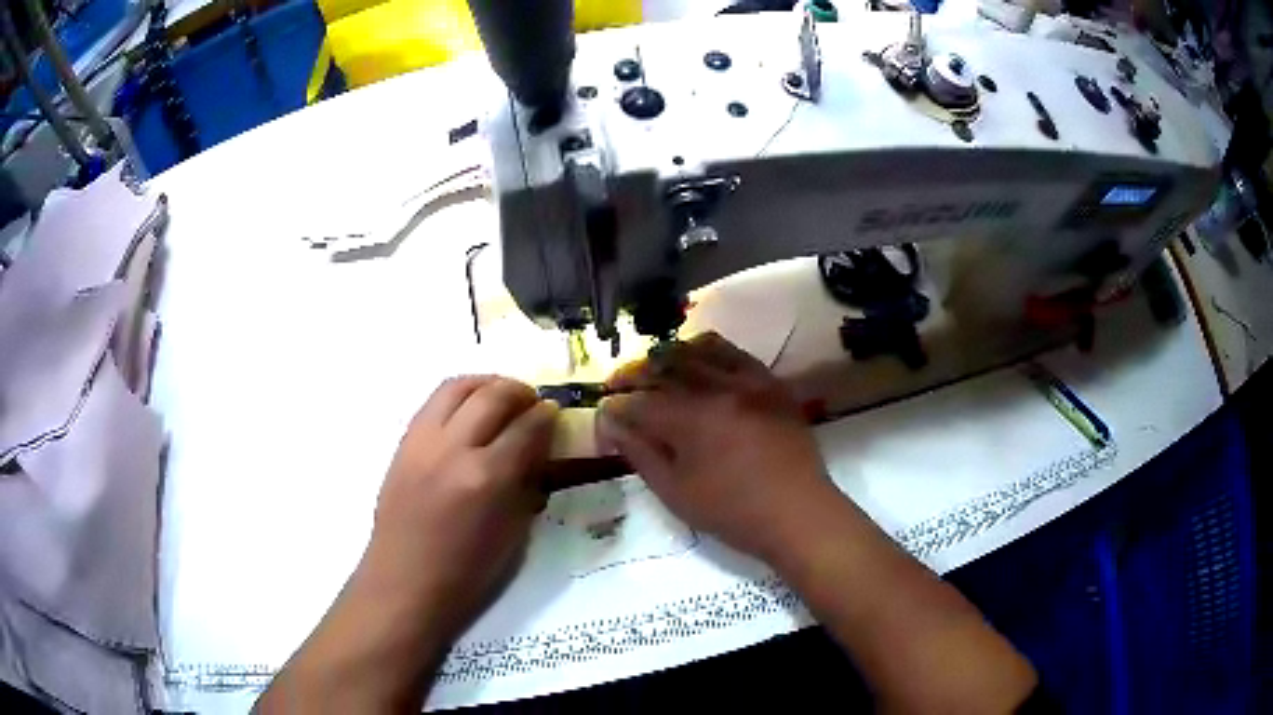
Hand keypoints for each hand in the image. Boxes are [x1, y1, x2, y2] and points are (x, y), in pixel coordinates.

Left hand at [363, 376, 558, 637]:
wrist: (406, 580)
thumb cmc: (468, 571)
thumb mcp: (514, 532)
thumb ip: (528, 483)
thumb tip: (538, 450)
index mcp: (488, 478)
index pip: (527, 427)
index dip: (547, 416)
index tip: (555, 414)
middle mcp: (454, 449)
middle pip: (493, 395)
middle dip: (520, 392)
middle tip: (532, 402)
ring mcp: (423, 442)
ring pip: (457, 387)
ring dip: (486, 384)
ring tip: (501, 395)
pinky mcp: (403, 443)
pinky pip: (434, 403)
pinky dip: (458, 396)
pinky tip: (469, 411)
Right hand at [596, 333, 837, 561]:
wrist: (798, 513)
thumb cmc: (733, 512)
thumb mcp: (676, 492)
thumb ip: (640, 452)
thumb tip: (612, 423)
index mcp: (692, 419)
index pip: (639, 402)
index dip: (615, 408)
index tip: (604, 415)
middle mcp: (718, 388)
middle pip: (665, 366)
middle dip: (635, 374)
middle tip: (620, 385)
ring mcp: (749, 381)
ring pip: (697, 350)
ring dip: (668, 356)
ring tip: (655, 369)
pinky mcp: (770, 382)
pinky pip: (734, 352)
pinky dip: (708, 351)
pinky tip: (698, 363)